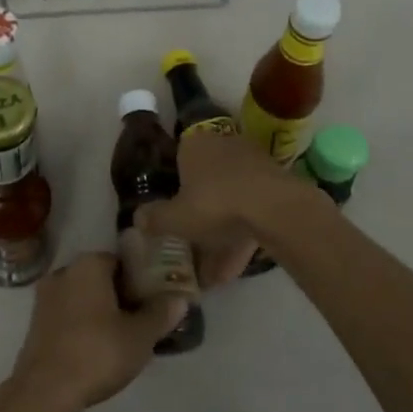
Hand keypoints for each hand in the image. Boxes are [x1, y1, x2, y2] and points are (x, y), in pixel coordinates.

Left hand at [5, 253, 185, 411]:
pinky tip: (96, 349)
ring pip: (82, 297)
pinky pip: (67, 315)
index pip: (121, 262)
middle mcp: (64, 271)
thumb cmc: (97, 352)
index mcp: (89, 265)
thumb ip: (161, 314)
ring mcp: (45, 297)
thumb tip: (180, 299)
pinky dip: (82, 325)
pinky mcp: (35, 322)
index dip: (140, 280)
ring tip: (121, 338)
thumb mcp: (140, 336)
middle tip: (140, 321)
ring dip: (100, 311)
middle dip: (120, 296)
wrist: (46, 390)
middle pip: (100, 278)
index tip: (152, 301)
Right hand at [137, 129, 317, 262]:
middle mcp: (223, 144)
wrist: (276, 208)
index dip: (175, 184)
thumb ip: (155, 219)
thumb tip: (137, 218)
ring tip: (215, 267)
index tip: (173, 208)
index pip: (179, 157)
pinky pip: (252, 208)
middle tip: (192, 238)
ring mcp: (253, 161)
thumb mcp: (176, 218)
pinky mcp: (276, 181)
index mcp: (195, 143)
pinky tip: (236, 264)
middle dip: (200, 208)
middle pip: (205, 177)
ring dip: (222, 227)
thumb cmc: (216, 204)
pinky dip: (243, 232)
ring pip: (230, 196)